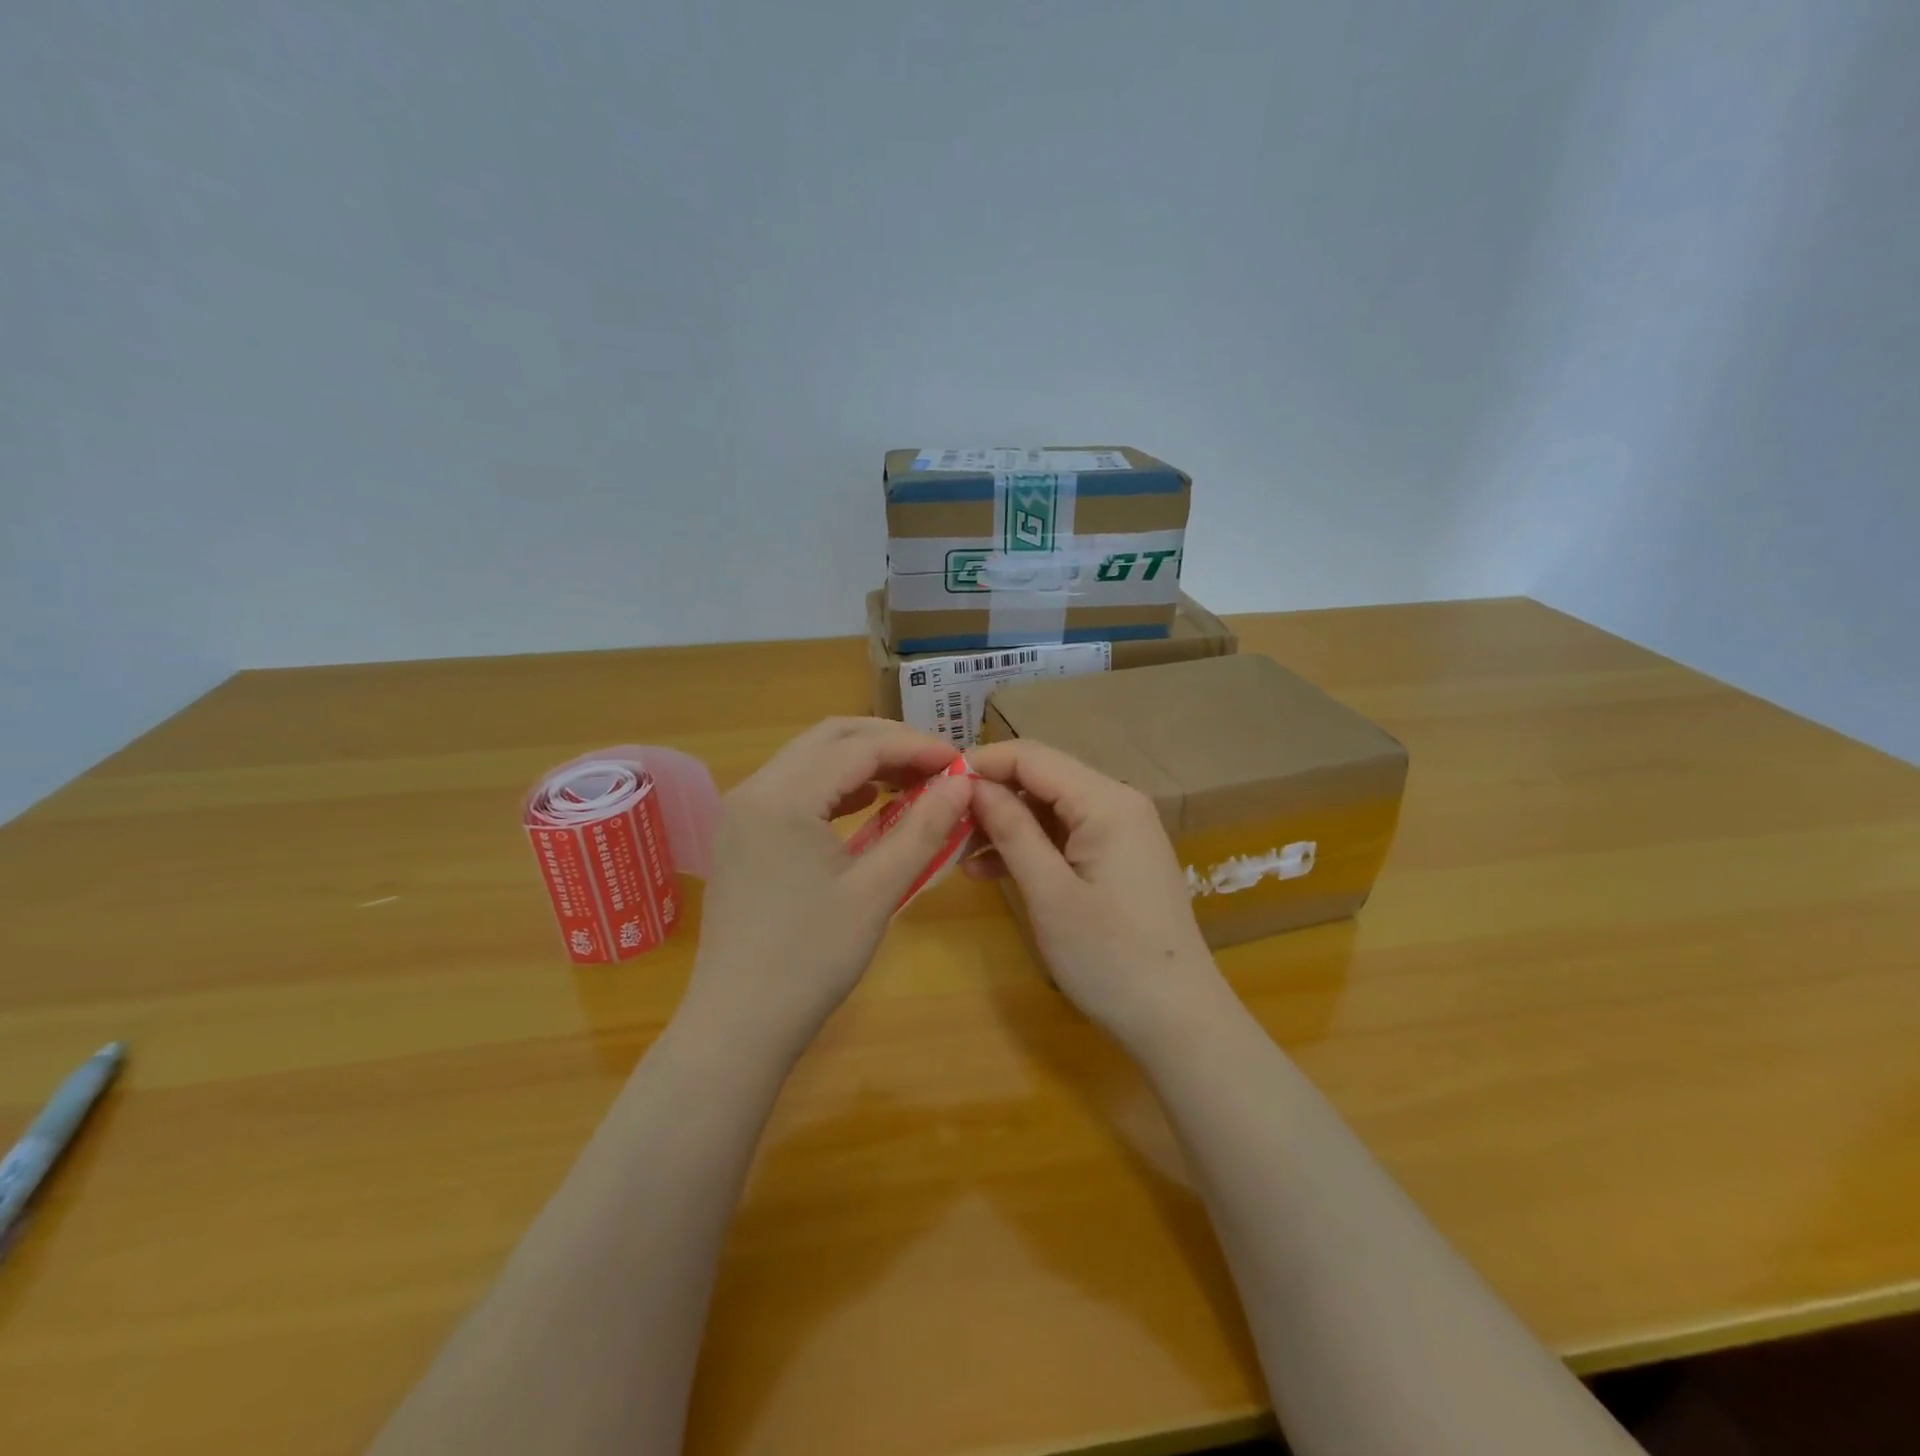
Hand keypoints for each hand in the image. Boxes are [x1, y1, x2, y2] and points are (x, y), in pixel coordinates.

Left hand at [680, 718, 973, 1060]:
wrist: (739, 1024)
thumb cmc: (811, 959)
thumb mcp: (877, 891)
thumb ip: (922, 829)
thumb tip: (963, 783)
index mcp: (783, 796)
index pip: (859, 748)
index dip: (915, 748)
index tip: (959, 761)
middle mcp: (754, 789)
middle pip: (829, 738)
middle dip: (888, 743)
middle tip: (937, 765)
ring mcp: (742, 812)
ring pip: (809, 758)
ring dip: (861, 760)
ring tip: (911, 780)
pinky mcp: (741, 834)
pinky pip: (794, 787)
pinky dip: (835, 785)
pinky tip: (867, 802)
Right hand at [964, 739, 1227, 1053]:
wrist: (1177, 1020)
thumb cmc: (1110, 959)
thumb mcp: (1050, 894)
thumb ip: (1012, 830)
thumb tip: (973, 784)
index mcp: (1107, 802)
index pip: (1033, 757)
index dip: (983, 763)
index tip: (936, 786)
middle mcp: (1119, 803)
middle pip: (1043, 778)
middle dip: (991, 796)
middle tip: (943, 825)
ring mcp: (1123, 831)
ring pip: (1050, 808)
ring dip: (1006, 825)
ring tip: (958, 854)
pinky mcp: (1119, 857)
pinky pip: (1066, 835)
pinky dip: (1030, 847)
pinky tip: (990, 871)